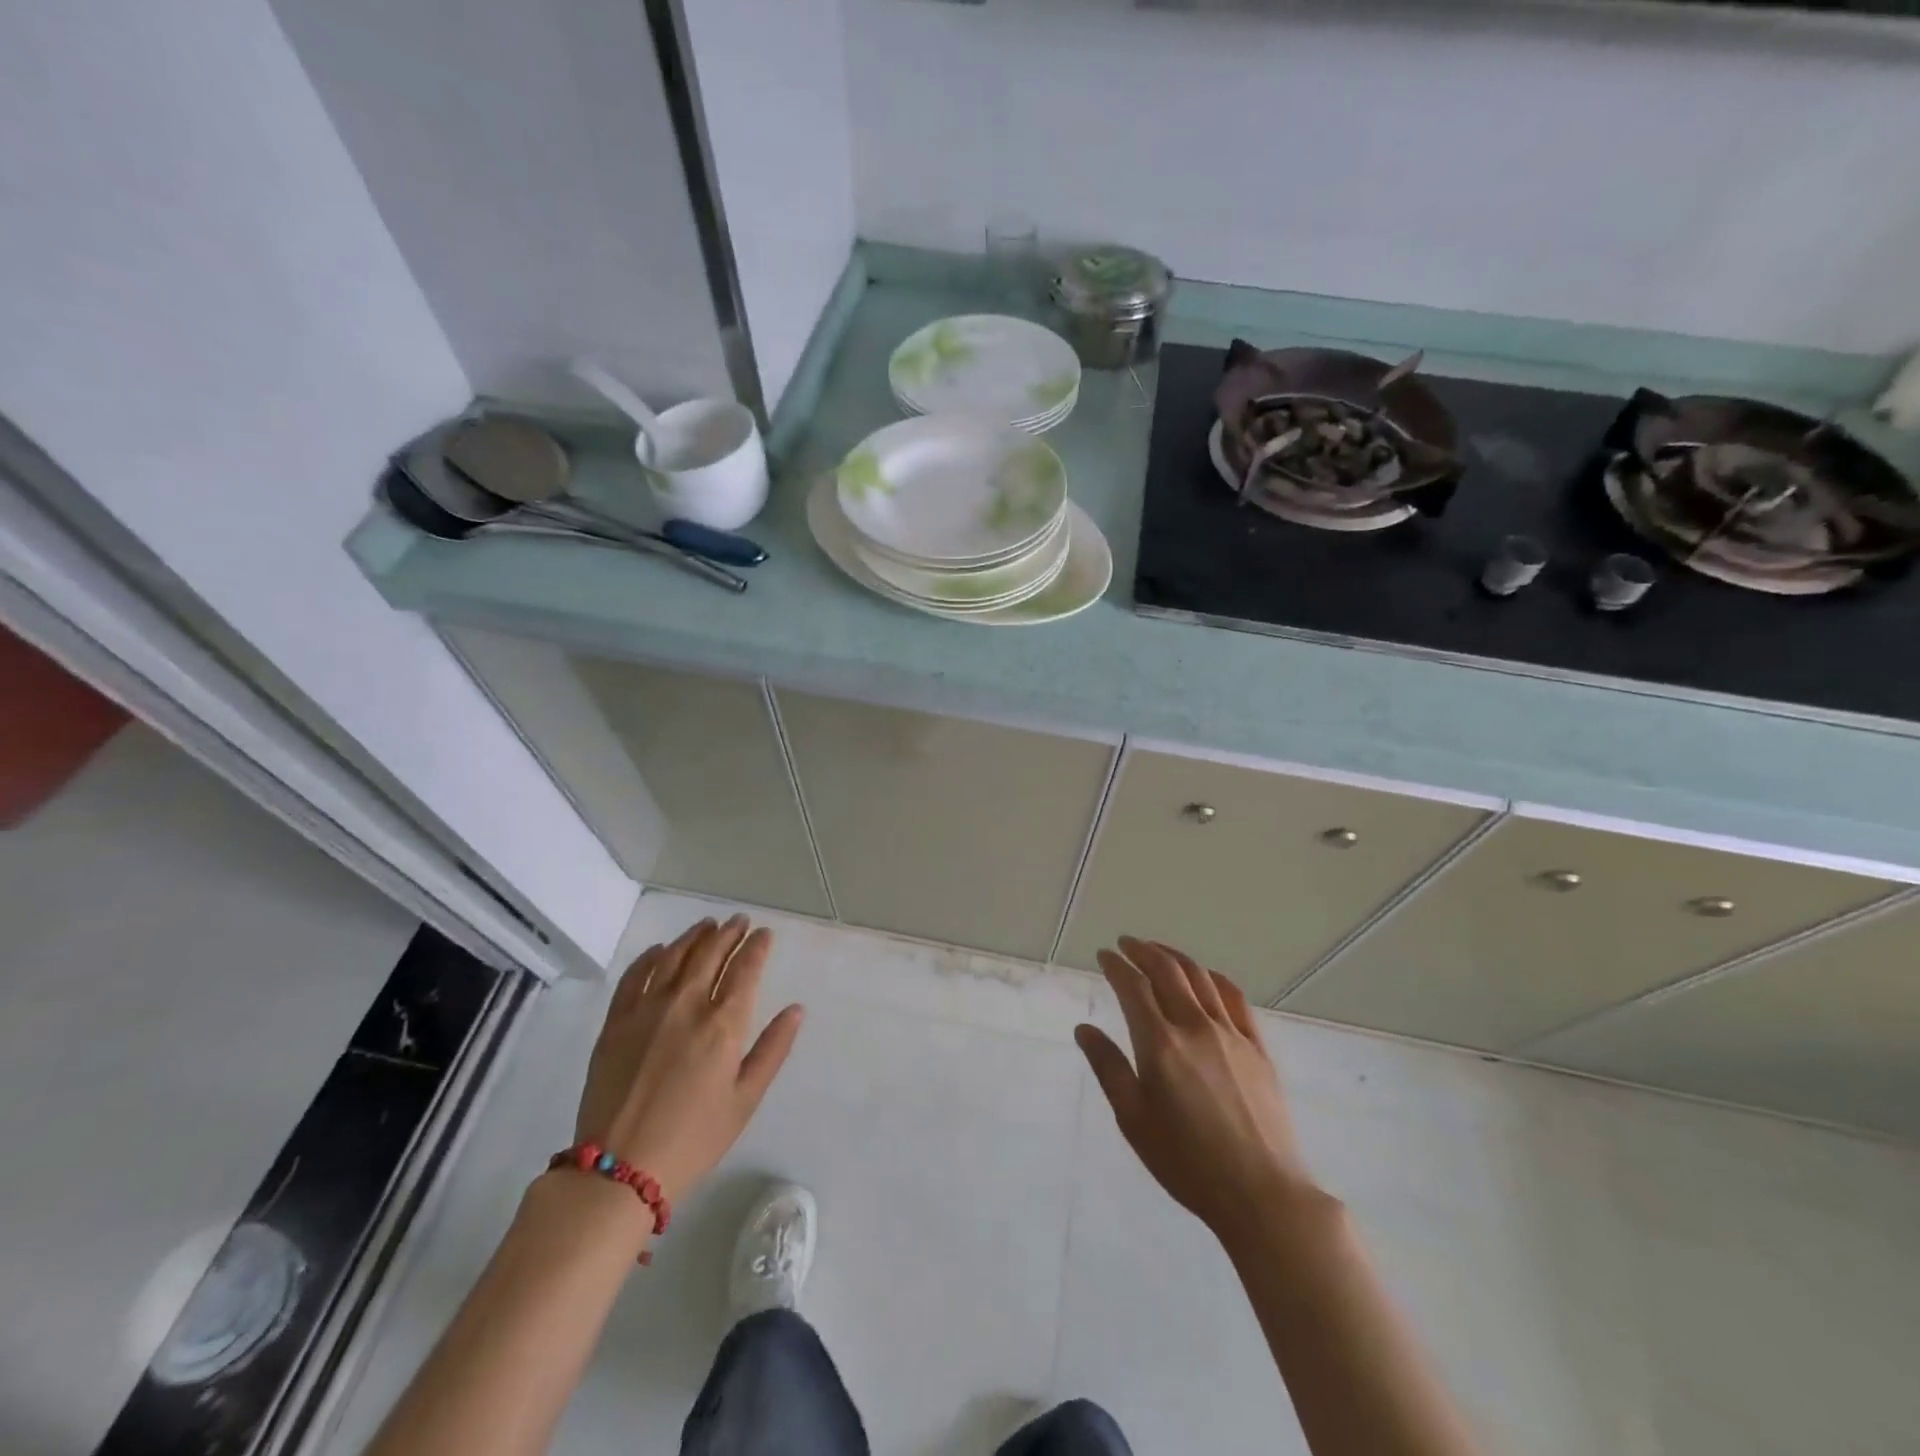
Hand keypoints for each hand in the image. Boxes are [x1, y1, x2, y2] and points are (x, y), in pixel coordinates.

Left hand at [573, 915, 803, 1203]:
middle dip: (729, 933)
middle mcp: (688, 1004)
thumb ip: (773, 1049)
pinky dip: (651, 956)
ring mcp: (648, 1009)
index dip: (757, 946)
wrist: (619, 1170)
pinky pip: (635, 975)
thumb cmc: (693, 1139)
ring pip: (675, 956)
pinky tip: (660, 950)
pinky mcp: (616, 1021)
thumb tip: (796, 1009)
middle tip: (739, 921)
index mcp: (724, 1024)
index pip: (746, 968)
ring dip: (694, 936)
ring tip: (707, 925)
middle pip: (711, 953)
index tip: (764, 933)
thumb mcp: (745, 1100)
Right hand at [1075, 936, 1319, 1248]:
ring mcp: (1230, 1033)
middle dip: (1143, 950)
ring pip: (1200, 977)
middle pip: (1167, 971)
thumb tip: (1084, 1029)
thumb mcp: (1134, 1120)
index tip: (1104, 955)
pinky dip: (1214, 977)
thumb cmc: (1187, 1162)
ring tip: (1158, 950)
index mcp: (1160, 1044)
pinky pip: (1234, 998)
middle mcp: (1194, 1026)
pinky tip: (1206, 976)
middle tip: (1127, 943)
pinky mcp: (1257, 1047)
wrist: (1261, 1194)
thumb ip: (1109, 1068)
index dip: (1116, 965)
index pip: (1133, 987)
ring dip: (1175, 956)